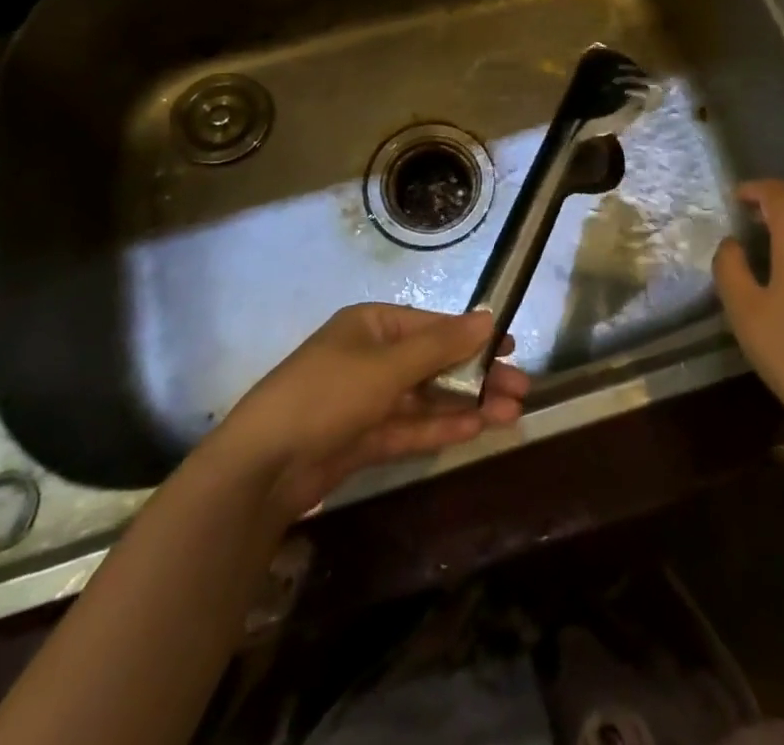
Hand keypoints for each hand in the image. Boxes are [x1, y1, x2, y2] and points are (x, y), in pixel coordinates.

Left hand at [218, 304, 529, 517]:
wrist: (263, 466)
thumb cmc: (327, 395)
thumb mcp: (388, 365)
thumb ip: (440, 345)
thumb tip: (488, 317)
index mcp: (372, 325)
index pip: (432, 325)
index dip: (472, 335)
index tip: (511, 346)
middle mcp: (371, 356)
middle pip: (434, 362)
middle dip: (476, 375)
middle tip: (521, 389)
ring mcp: (367, 399)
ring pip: (427, 397)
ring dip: (466, 404)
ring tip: (510, 413)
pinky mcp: (363, 438)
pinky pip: (410, 426)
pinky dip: (440, 426)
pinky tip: (475, 429)